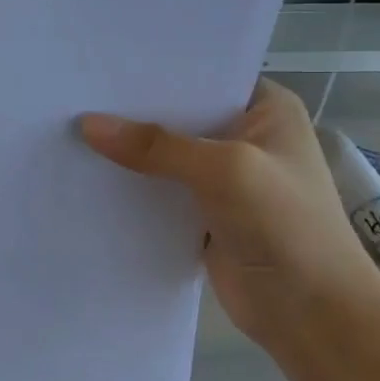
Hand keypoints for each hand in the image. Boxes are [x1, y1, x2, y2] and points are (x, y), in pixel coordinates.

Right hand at [81, 81, 379, 352]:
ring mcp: (221, 177)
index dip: (154, 71)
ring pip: (162, 155)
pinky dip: (129, 187)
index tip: (100, 66)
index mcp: (265, 109)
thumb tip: (87, 125)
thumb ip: (155, 146)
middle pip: (176, 116)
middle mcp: (243, 136)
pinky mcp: (201, 213)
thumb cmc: (285, 225)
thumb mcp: (223, 170)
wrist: (311, 314)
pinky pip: (157, 190)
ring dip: (126, 152)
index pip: (201, 76)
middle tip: (72, 97)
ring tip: (68, 131)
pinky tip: (86, 175)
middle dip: (130, 112)